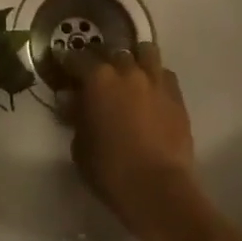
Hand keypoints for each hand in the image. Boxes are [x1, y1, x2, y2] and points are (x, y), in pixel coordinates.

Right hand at [70, 40, 201, 240]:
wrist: (158, 189)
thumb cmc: (110, 169)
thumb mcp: (80, 146)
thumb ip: (76, 117)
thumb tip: (72, 101)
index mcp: (98, 78)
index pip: (78, 58)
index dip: (68, 61)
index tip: (64, 67)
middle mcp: (127, 70)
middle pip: (112, 51)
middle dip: (103, 60)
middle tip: (98, 76)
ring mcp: (155, 81)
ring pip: (145, 52)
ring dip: (135, 59)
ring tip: (130, 75)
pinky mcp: (177, 97)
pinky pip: (165, 75)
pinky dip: (155, 78)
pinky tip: (151, 93)